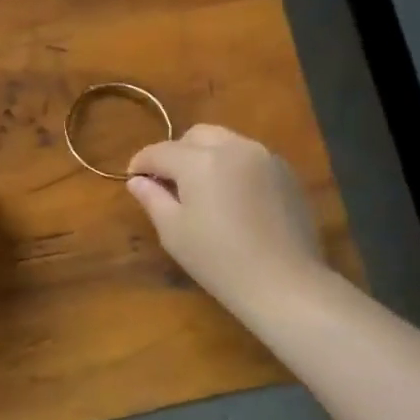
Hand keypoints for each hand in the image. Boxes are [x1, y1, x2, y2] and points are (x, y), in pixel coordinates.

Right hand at [127, 125, 325, 315]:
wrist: (284, 283)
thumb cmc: (218, 259)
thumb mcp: (173, 231)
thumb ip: (152, 198)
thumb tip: (137, 181)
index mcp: (200, 160)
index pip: (160, 151)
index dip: (141, 163)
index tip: (133, 179)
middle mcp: (234, 147)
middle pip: (196, 136)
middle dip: (176, 153)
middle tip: (168, 183)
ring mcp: (265, 158)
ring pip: (226, 142)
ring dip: (206, 157)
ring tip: (201, 189)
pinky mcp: (287, 174)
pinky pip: (250, 158)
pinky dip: (232, 167)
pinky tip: (232, 199)